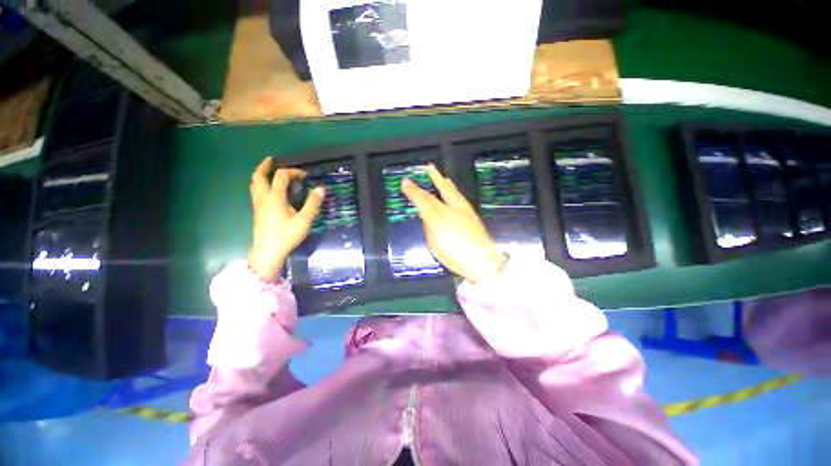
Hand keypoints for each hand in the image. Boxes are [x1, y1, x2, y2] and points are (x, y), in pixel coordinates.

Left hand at [248, 157, 323, 281]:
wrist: (268, 252)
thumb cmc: (286, 235)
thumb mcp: (304, 220)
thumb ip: (313, 204)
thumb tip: (321, 189)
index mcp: (274, 197)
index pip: (281, 176)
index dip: (293, 172)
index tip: (305, 175)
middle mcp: (263, 198)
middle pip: (259, 176)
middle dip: (265, 166)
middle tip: (272, 160)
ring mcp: (258, 205)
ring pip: (254, 184)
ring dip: (260, 174)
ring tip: (268, 172)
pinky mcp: (257, 212)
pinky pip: (256, 192)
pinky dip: (261, 184)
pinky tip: (269, 190)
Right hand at [401, 164, 506, 283]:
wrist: (482, 261)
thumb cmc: (454, 254)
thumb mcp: (434, 242)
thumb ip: (429, 227)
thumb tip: (428, 218)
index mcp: (438, 216)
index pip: (422, 199)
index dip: (413, 191)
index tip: (404, 182)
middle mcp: (451, 209)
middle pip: (439, 191)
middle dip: (432, 178)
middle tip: (428, 167)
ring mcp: (464, 211)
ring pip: (453, 191)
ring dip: (445, 182)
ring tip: (442, 176)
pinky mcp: (472, 215)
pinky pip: (460, 197)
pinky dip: (455, 191)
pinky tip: (455, 191)